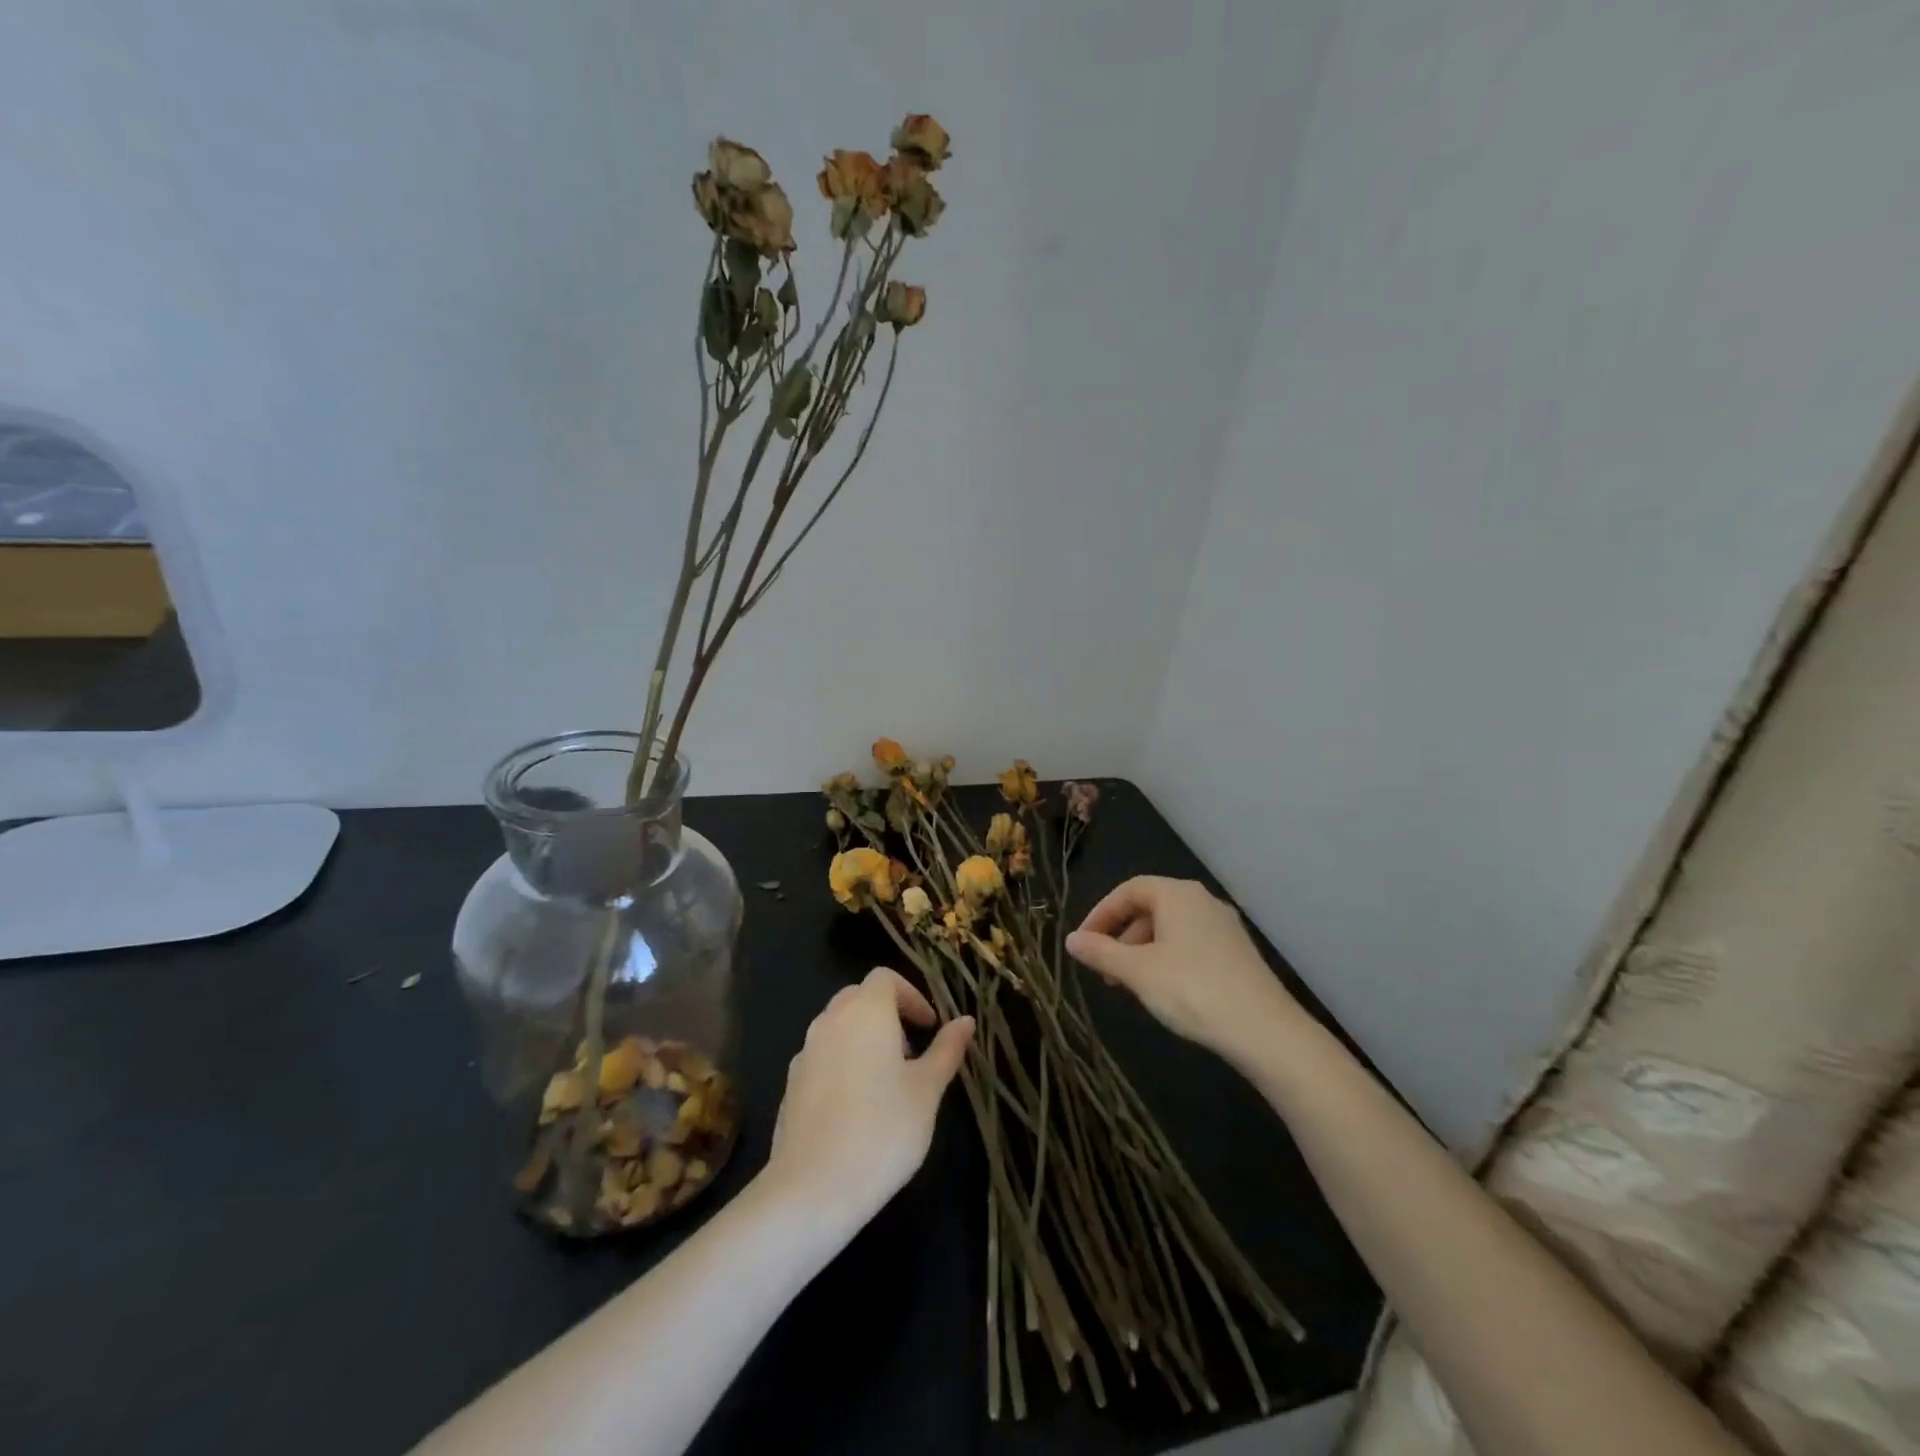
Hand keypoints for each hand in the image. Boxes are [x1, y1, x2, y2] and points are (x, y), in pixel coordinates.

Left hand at [763, 967, 974, 1231]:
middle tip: (911, 1050)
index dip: (911, 995)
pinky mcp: (791, 1084)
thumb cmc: (883, 1131)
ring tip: (886, 1080)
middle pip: (859, 997)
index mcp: (866, 1011)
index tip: (929, 1026)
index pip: (885, 978)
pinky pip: (821, 1056)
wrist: (813, 1188)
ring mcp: (805, 1052)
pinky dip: (842, 1062)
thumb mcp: (927, 1091)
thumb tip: (965, 1021)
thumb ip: (946, 1050)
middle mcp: (830, 1021)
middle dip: (887, 1013)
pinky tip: (856, 1106)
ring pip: (837, 1026)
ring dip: (863, 1037)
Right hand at [1066, 876, 1301, 1068]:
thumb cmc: (1191, 990)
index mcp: (1177, 894)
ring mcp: (1224, 927)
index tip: (1084, 943)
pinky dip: (1167, 959)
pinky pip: (1191, 944)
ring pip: (1170, 928)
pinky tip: (1164, 991)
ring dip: (1142, 951)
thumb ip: (1101, 952)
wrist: (1265, 1032)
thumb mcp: (1137, 972)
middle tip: (1104, 969)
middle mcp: (1202, 901)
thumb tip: (1070, 940)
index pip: (1128, 890)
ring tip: (1130, 985)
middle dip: (1121, 936)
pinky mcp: (1238, 953)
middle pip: (1150, 907)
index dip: (1101, 913)